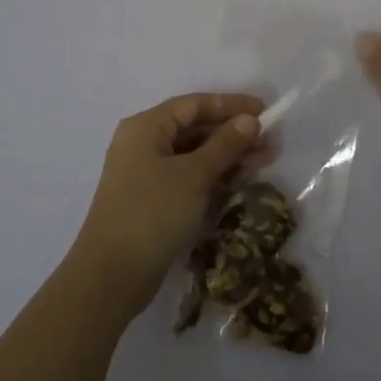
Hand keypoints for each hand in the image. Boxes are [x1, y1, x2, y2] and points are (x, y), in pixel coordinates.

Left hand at [69, 92, 264, 321]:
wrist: (112, 275)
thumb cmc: (153, 212)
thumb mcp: (194, 174)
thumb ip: (224, 144)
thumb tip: (250, 121)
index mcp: (146, 127)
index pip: (194, 104)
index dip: (230, 104)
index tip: (264, 110)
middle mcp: (142, 144)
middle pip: (193, 128)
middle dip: (232, 132)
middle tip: (268, 142)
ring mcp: (144, 173)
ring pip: (192, 154)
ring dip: (226, 155)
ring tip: (262, 162)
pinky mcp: (151, 200)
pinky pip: (187, 176)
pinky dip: (212, 176)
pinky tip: (238, 182)